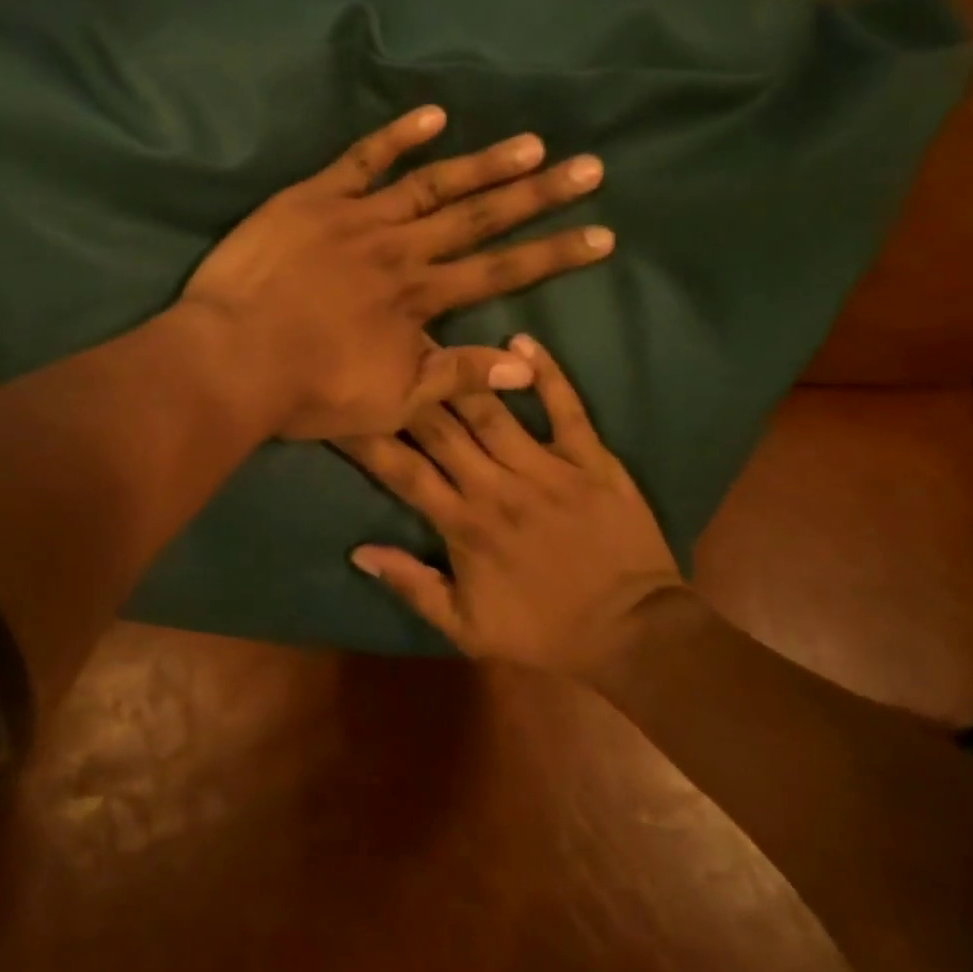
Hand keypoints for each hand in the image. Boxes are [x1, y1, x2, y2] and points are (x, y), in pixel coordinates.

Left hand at [182, 105, 612, 439]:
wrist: (232, 360)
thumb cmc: (309, 391)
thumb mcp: (391, 402)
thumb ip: (457, 376)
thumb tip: (526, 363)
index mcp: (420, 299)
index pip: (502, 272)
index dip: (554, 254)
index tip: (602, 234)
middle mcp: (402, 251)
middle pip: (481, 218)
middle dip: (539, 195)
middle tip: (589, 167)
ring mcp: (358, 219)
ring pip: (433, 184)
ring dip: (485, 163)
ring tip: (532, 143)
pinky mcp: (313, 199)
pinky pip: (361, 161)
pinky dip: (397, 137)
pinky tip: (434, 116)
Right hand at [339, 335, 688, 680]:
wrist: (632, 633)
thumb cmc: (544, 631)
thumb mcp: (468, 628)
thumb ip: (413, 586)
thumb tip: (358, 551)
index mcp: (463, 524)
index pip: (402, 471)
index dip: (368, 438)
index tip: (340, 407)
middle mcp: (496, 486)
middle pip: (440, 429)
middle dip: (406, 389)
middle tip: (379, 351)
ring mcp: (547, 468)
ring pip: (491, 411)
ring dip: (458, 374)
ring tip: (429, 338)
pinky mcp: (591, 460)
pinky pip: (567, 408)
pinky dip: (547, 373)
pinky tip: (522, 340)